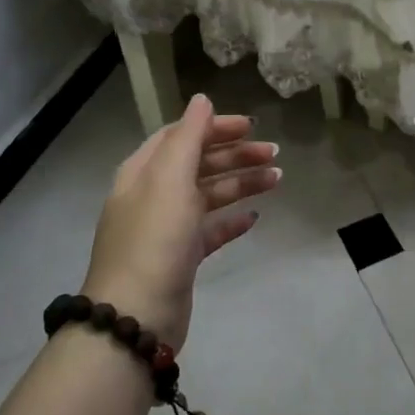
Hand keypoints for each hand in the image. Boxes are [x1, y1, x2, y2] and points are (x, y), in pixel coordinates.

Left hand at [81, 94, 280, 349]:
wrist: (136, 315)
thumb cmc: (155, 238)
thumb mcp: (170, 178)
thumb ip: (188, 136)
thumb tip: (202, 99)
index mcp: (144, 172)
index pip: (181, 136)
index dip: (215, 127)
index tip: (252, 126)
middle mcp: (153, 195)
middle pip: (199, 163)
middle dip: (236, 155)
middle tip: (275, 154)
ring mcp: (167, 228)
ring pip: (209, 195)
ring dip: (242, 183)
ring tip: (277, 181)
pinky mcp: (181, 257)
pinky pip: (211, 230)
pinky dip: (232, 220)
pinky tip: (254, 218)